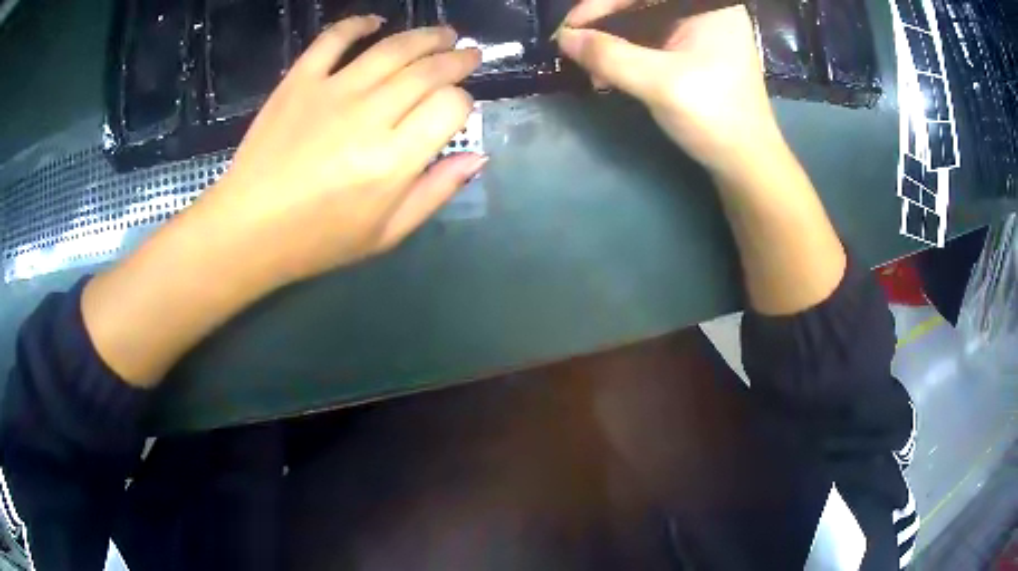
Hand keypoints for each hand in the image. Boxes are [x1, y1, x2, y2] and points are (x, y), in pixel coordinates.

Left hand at [206, 17, 483, 286]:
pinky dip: (357, 24)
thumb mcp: (386, 233)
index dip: (463, 102)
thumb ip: (435, 192)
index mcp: (393, 160)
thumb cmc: (318, 240)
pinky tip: (375, 22)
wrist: (248, 230)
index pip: (450, 106)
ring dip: (424, 36)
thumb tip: (477, 157)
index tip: (457, 110)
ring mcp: (331, 92)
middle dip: (456, 59)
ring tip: (442, 34)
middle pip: (427, 70)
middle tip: (468, 55)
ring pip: (391, 48)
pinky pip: (333, 39)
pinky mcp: (299, 81)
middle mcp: (368, 116)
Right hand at [557, 4, 782, 178]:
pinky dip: (626, 55)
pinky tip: (609, 75)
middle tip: (574, 49)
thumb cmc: (714, 116)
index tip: (569, 29)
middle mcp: (704, 10)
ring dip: (612, 44)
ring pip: (641, 22)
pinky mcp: (693, 50)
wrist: (745, 162)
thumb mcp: (659, 82)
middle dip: (605, 26)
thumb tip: (563, 38)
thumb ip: (609, 55)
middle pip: (640, 4)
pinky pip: (650, 40)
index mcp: (708, 5)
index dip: (600, 4)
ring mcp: (699, 29)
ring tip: (591, 70)